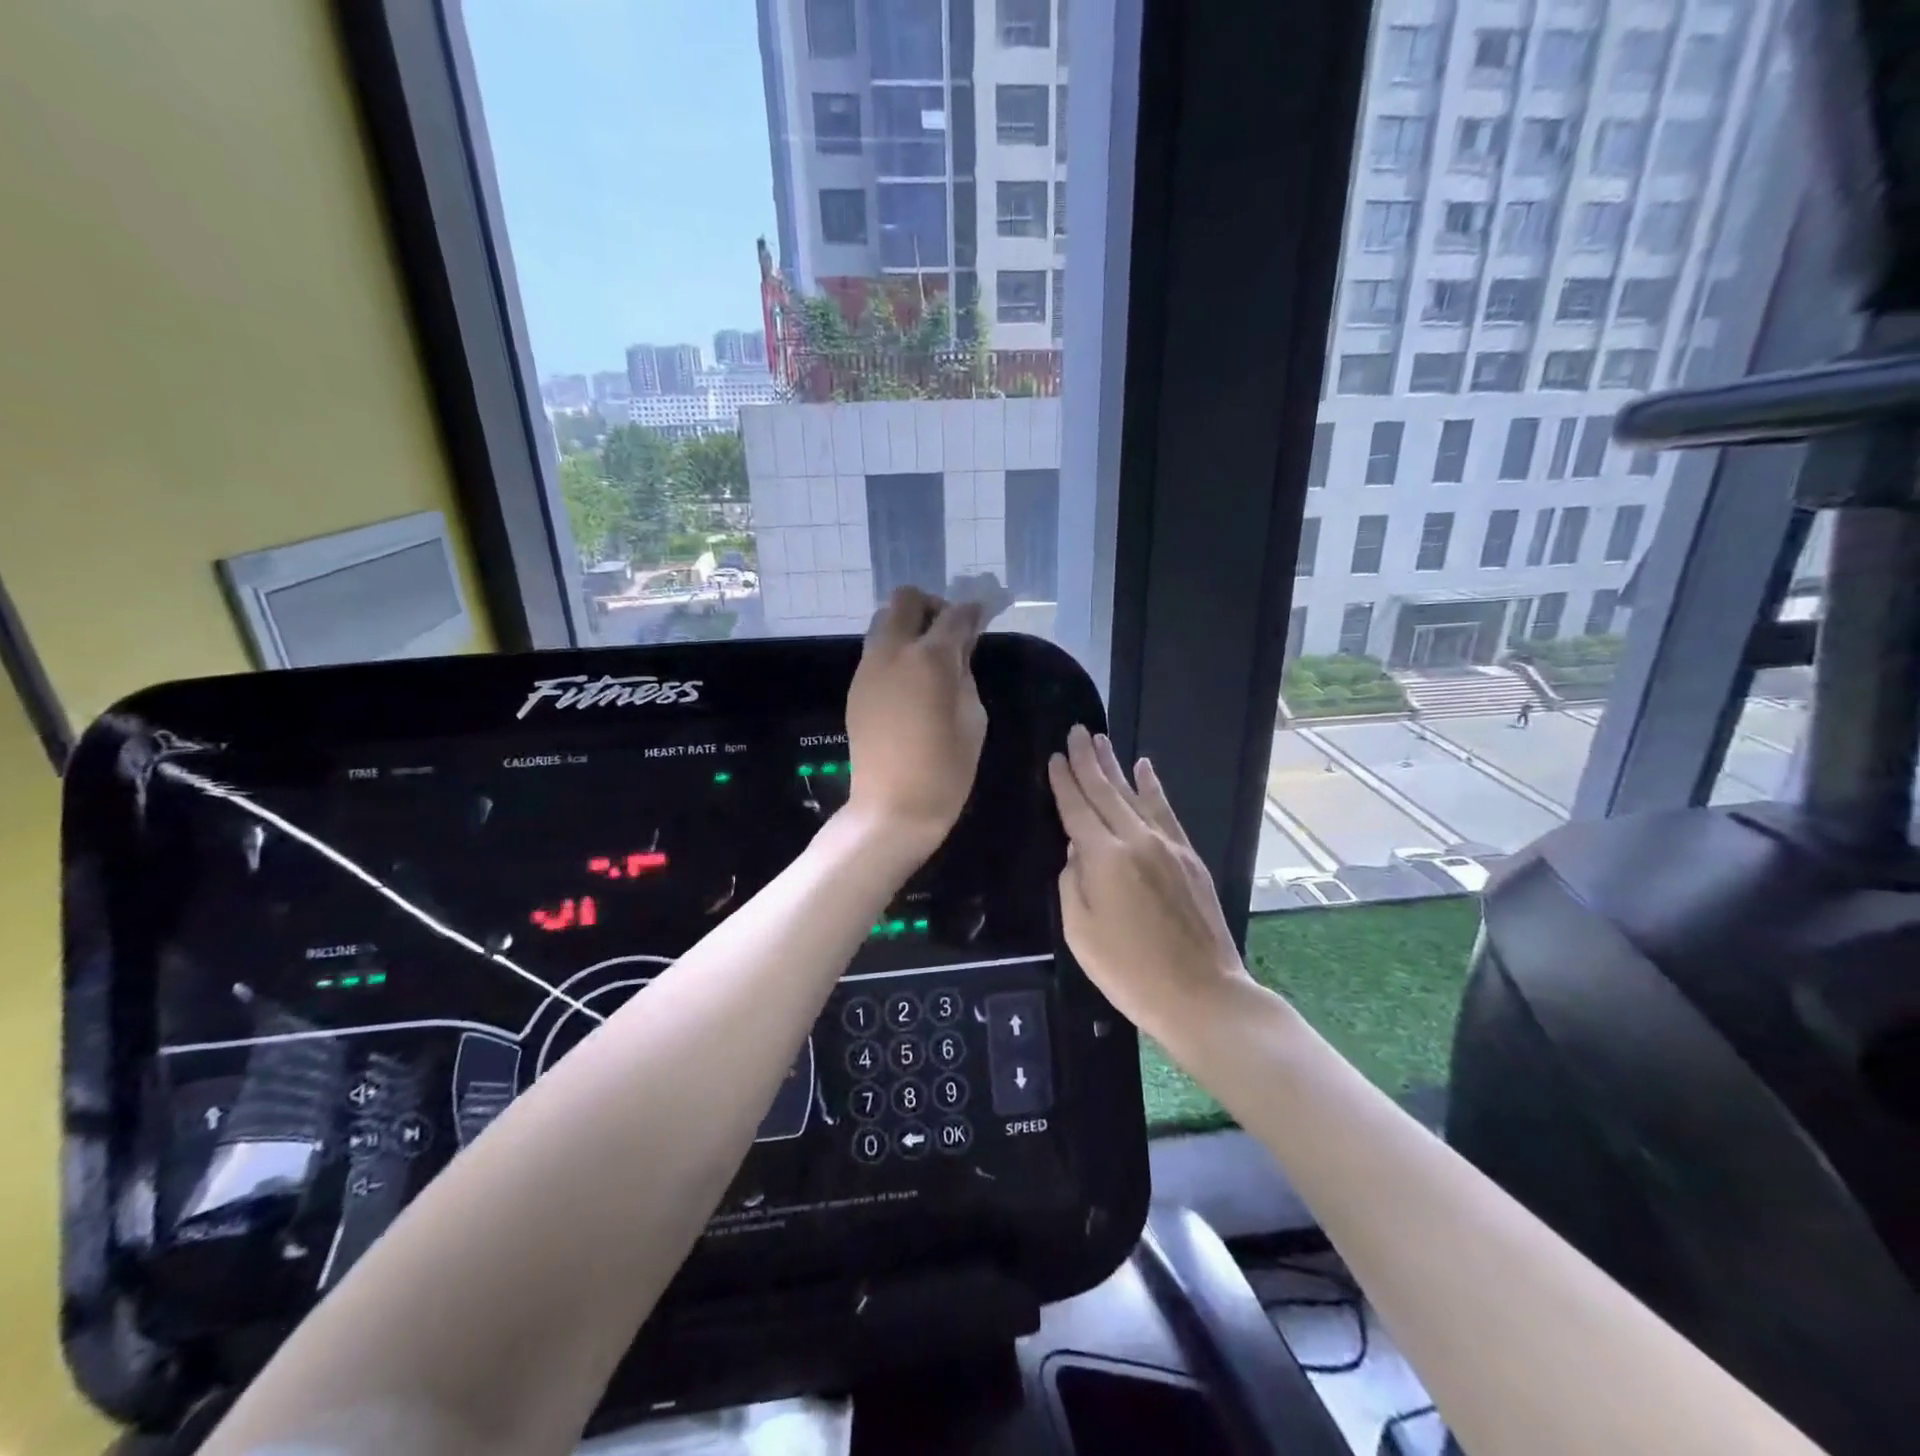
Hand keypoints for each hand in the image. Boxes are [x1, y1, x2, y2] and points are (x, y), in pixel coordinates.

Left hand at [845, 586, 988, 847]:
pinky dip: (894, 651)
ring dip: (908, 627)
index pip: (954, 615)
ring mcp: (868, 668)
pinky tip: (911, 682)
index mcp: (929, 658)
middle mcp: (892, 651)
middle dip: (931, 607)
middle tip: (949, 634)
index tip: (983, 614)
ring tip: (929, 659)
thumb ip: (966, 674)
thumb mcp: (974, 719)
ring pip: (883, 622)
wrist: (892, 808)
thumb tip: (960, 650)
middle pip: (905, 600)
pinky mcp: (856, 687)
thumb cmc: (945, 770)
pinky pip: (875, 651)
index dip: (973, 610)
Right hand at [1049, 726, 1251, 1042]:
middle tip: (1076, 731)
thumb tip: (1076, 849)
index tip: (1054, 757)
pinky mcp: (1189, 857)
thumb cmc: (1129, 971)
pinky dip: (1154, 788)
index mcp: (1104, 858)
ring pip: (1136, 795)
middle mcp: (1136, 840)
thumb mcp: (1080, 932)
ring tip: (1101, 740)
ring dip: (1116, 766)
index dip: (1064, 782)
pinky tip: (1145, 769)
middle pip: (1106, 791)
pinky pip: (1166, 811)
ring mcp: (1167, 846)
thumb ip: (1072, 882)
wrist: (1200, 994)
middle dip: (1088, 760)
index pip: (1077, 808)